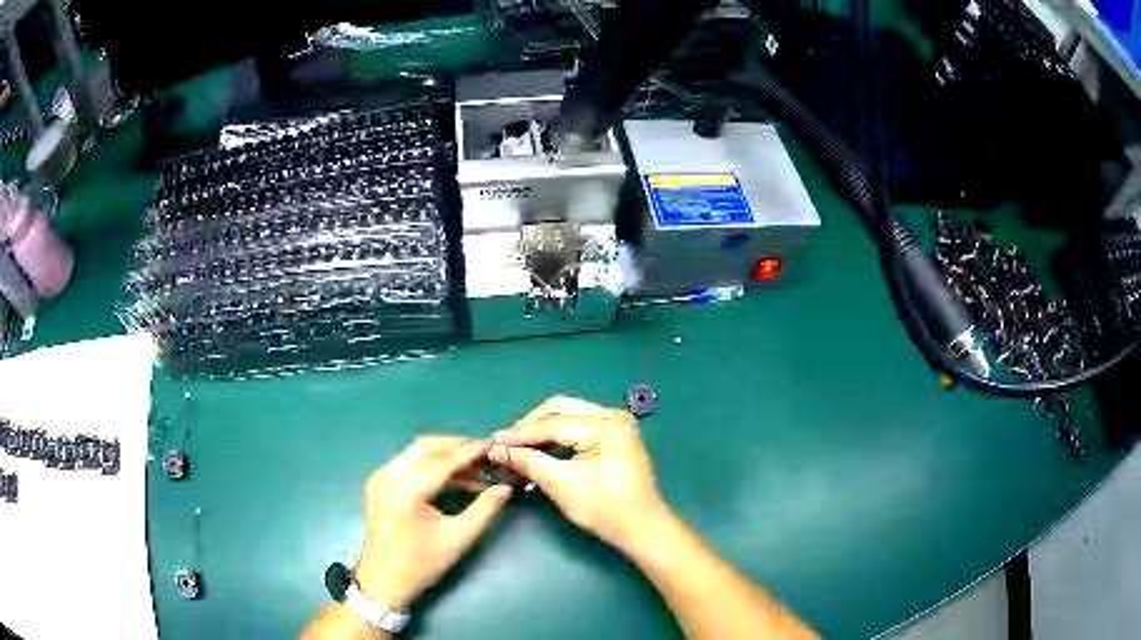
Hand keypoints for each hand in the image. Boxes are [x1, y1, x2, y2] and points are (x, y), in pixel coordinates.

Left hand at [356, 436, 512, 609]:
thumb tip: (506, 487)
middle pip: (426, 447)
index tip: (495, 446)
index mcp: (405, 492)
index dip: (471, 452)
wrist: (384, 580)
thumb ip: (485, 509)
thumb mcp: (458, 538)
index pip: (443, 461)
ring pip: (416, 451)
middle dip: (457, 446)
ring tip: (474, 465)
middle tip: (485, 452)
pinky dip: (431, 463)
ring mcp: (379, 477)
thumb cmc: (421, 564)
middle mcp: (387, 476)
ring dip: (445, 454)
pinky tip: (453, 476)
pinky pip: (408, 462)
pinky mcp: (378, 482)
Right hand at [488, 396, 671, 551]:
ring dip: (543, 428)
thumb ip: (529, 462)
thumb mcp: (563, 486)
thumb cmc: (606, 510)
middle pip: (560, 409)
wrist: (643, 528)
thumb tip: (497, 450)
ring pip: (569, 414)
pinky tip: (541, 447)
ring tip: (519, 446)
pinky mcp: (615, 433)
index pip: (553, 423)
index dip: (520, 434)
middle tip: (506, 444)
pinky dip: (558, 434)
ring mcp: (617, 422)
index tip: (492, 443)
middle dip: (530, 425)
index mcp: (606, 426)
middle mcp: (613, 415)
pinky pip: (579, 424)